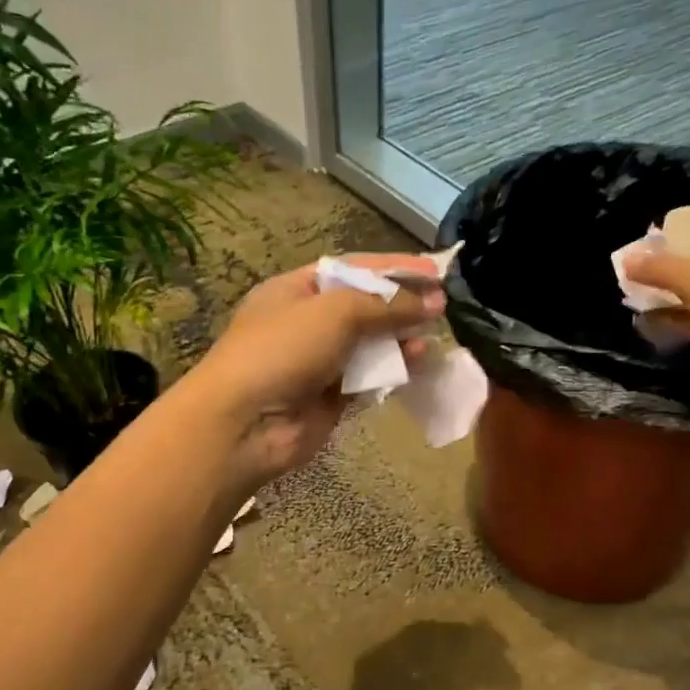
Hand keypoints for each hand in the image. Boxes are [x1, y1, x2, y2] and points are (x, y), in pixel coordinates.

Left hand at [186, 253, 441, 483]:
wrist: (246, 422)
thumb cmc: (283, 350)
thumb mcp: (335, 312)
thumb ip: (386, 305)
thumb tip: (433, 301)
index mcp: (296, 289)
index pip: (353, 269)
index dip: (394, 267)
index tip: (434, 269)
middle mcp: (308, 322)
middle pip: (365, 307)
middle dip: (402, 304)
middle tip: (443, 305)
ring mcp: (320, 362)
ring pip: (371, 344)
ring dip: (402, 339)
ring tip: (431, 336)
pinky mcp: (332, 397)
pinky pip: (370, 378)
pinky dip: (393, 370)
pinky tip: (417, 364)